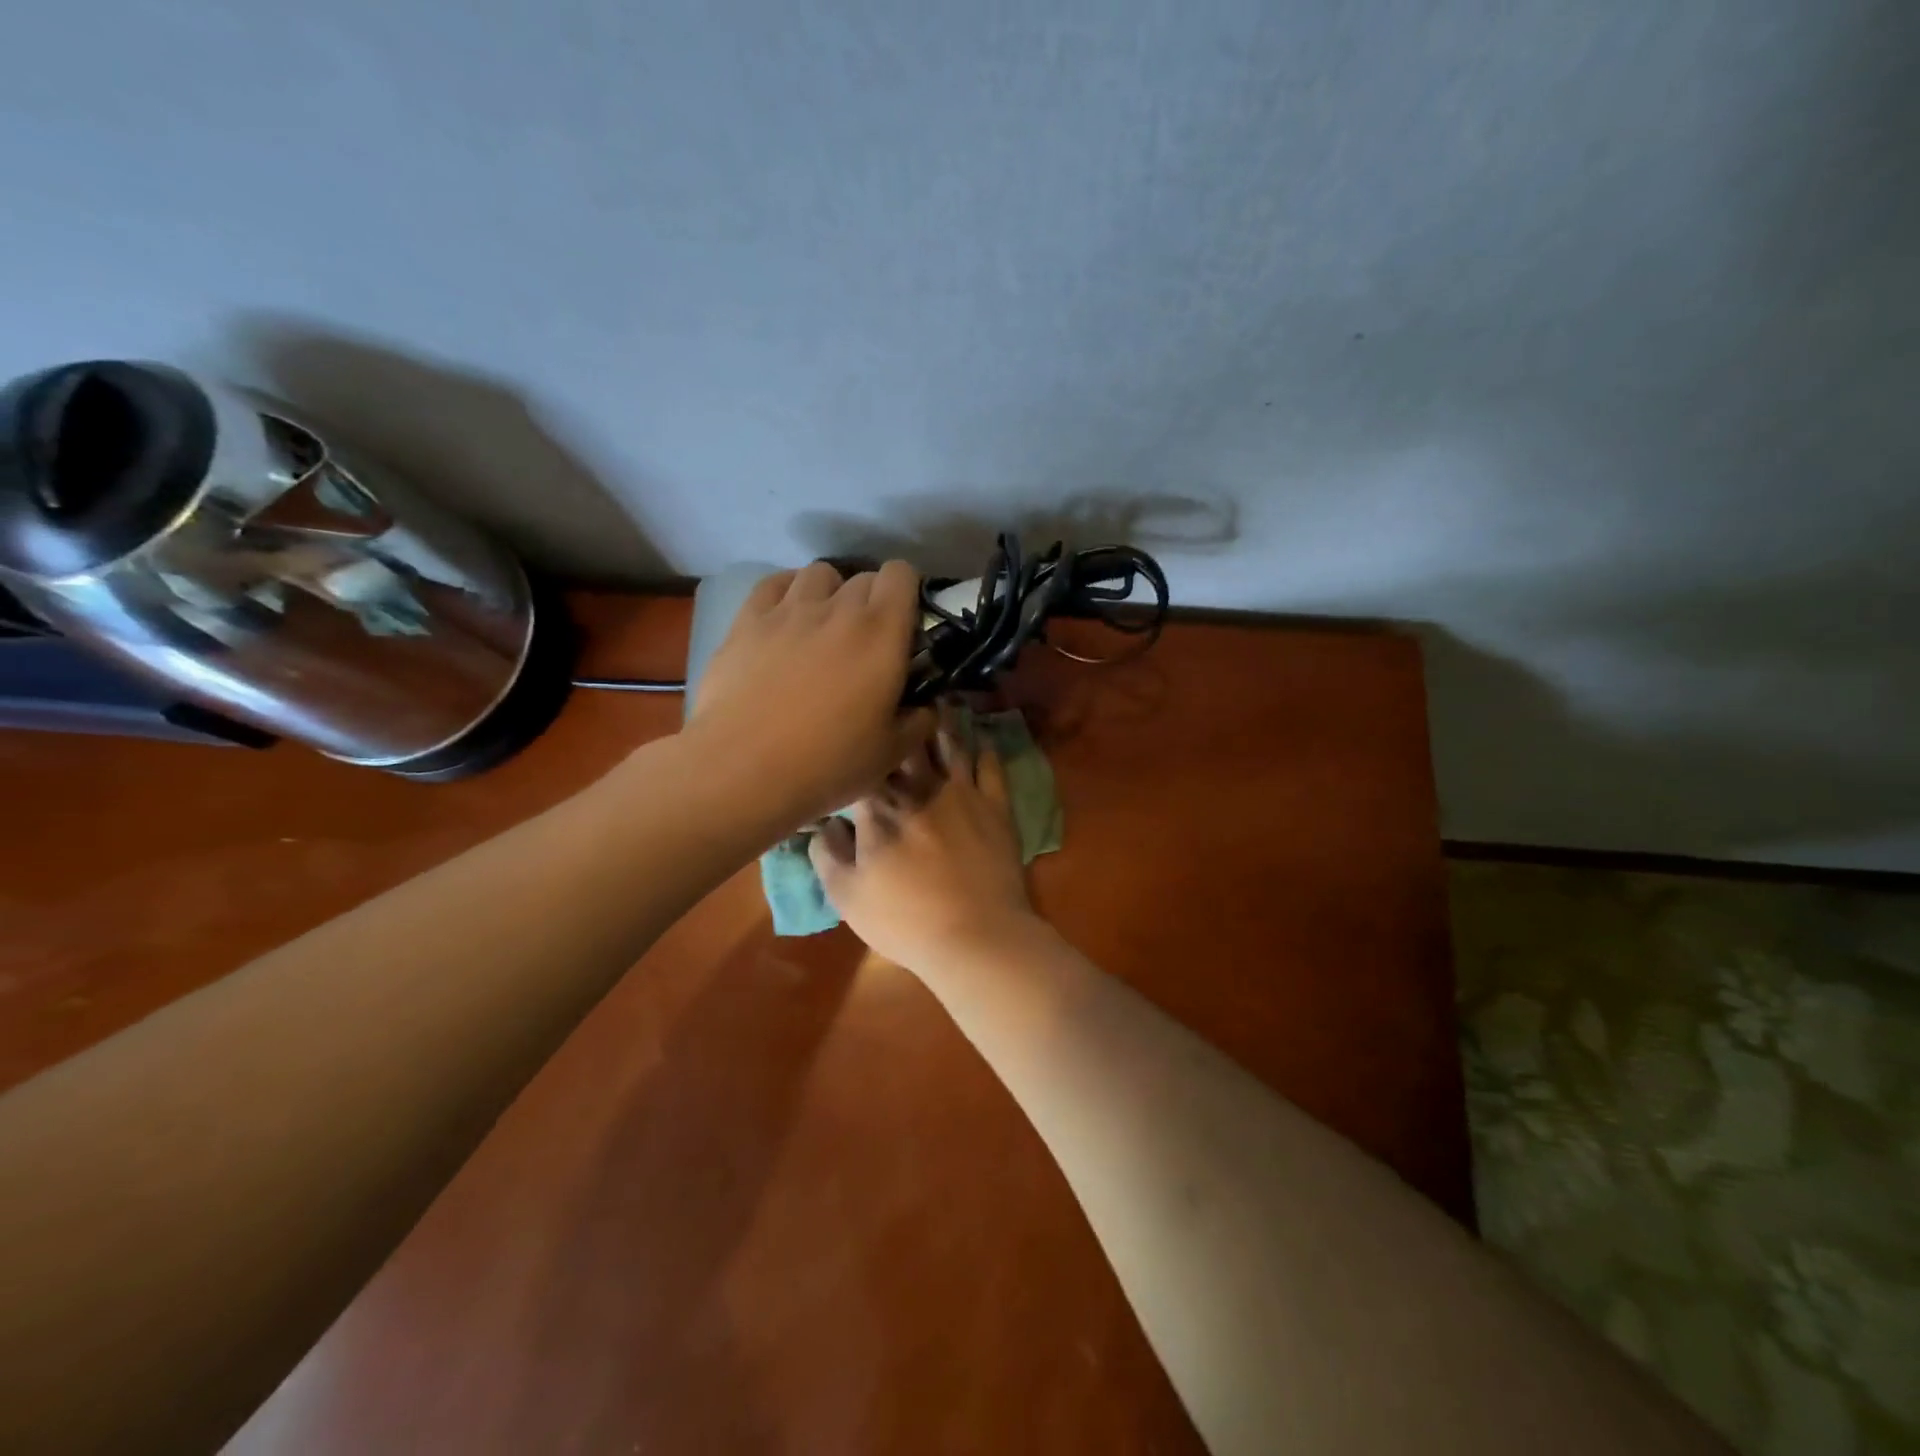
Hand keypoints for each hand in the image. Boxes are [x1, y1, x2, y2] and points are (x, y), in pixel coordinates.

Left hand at [684, 560, 934, 830]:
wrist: (743, 769)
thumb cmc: (828, 763)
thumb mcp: (890, 753)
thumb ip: (918, 722)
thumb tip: (926, 707)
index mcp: (881, 634)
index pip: (902, 574)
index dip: (907, 592)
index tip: (904, 624)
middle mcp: (838, 609)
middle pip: (863, 577)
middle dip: (872, 600)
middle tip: (866, 640)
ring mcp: (788, 610)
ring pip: (819, 573)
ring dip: (830, 592)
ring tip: (824, 625)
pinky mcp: (747, 620)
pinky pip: (774, 583)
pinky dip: (787, 592)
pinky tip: (786, 619)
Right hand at [809, 718, 1038, 971]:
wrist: (976, 936)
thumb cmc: (905, 920)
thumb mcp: (846, 896)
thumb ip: (826, 853)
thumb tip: (820, 822)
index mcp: (877, 805)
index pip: (858, 764)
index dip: (848, 750)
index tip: (844, 736)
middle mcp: (919, 786)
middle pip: (904, 741)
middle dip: (897, 718)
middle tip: (893, 694)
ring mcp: (962, 791)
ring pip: (949, 742)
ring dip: (941, 719)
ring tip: (936, 698)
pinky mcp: (996, 804)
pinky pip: (991, 764)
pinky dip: (984, 745)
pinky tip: (979, 735)